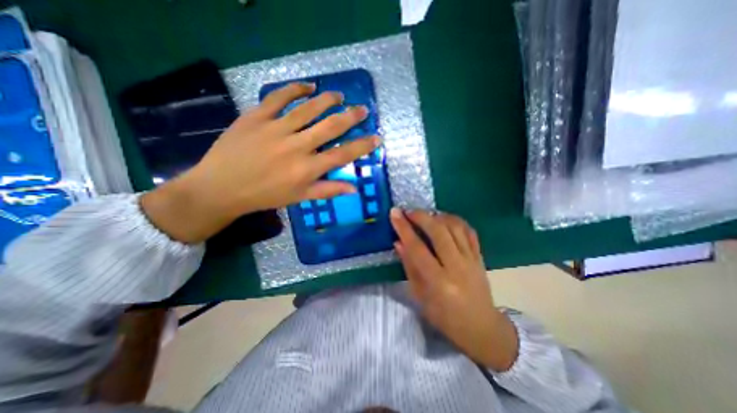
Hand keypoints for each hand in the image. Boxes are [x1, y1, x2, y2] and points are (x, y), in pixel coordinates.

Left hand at [140, 83, 380, 243]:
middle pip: (330, 127)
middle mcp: (296, 146)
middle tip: (362, 109)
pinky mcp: (256, 117)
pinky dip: (295, 89)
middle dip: (350, 117)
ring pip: (308, 109)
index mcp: (307, 169)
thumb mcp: (299, 198)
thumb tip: (354, 189)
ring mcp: (276, 129)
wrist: (221, 187)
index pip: (342, 154)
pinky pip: (279, 98)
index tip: (376, 137)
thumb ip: (328, 190)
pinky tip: (308, 86)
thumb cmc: (264, 196)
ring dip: (328, 100)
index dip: (362, 146)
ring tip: (339, 96)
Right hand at [391, 209, 516, 370]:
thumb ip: (409, 267)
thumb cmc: (445, 318)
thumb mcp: (420, 297)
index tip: (394, 213)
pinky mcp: (480, 257)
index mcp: (439, 282)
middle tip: (408, 211)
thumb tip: (398, 243)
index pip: (417, 248)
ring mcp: (471, 260)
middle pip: (438, 232)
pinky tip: (444, 219)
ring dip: (437, 216)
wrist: (482, 328)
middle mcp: (456, 267)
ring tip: (425, 215)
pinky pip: (469, 231)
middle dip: (421, 216)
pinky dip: (455, 220)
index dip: (404, 228)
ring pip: (455, 227)